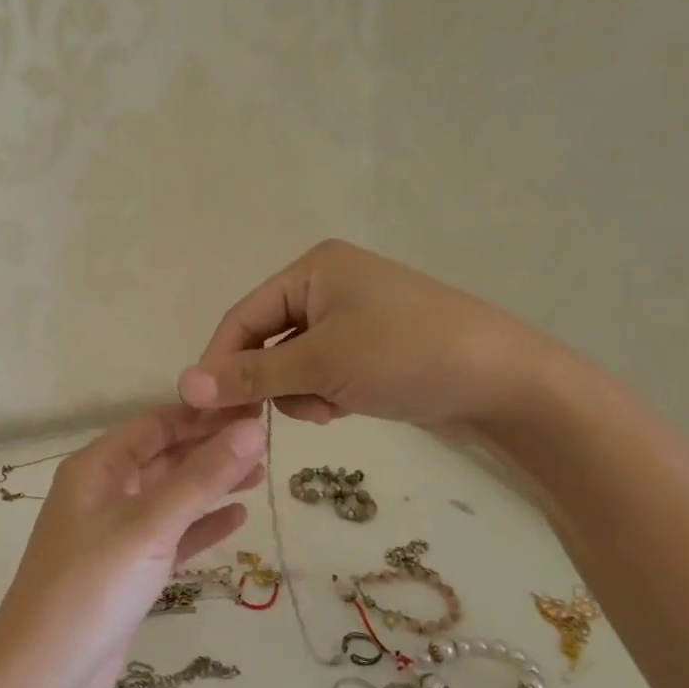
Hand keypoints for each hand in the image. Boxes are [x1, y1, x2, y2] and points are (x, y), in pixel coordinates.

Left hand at [0, 407, 267, 687]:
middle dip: (210, 448)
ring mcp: (115, 533)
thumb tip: (254, 428)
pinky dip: (201, 525)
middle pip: (164, 457)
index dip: (202, 414)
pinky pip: (171, 536)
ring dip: (211, 485)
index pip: (155, 424)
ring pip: (170, 497)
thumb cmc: (92, 586)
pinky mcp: (128, 570)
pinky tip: (238, 518)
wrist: (45, 677)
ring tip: (261, 474)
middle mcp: (104, 492)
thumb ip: (203, 477)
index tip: (253, 407)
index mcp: (97, 467)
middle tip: (267, 441)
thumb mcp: (150, 524)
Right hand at [176, 240, 558, 437]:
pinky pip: (321, 373)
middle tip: (271, 418)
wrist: (505, 383)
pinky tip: (347, 408)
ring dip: (299, 393)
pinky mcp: (368, 348)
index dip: (220, 363)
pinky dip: (324, 395)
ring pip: (291, 363)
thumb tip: (183, 384)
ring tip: (330, 408)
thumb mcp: (321, 364)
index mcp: (312, 269)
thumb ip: (250, 375)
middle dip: (271, 382)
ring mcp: (351, 318)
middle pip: (265, 340)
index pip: (242, 317)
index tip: (205, 411)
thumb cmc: (406, 356)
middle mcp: (327, 285)